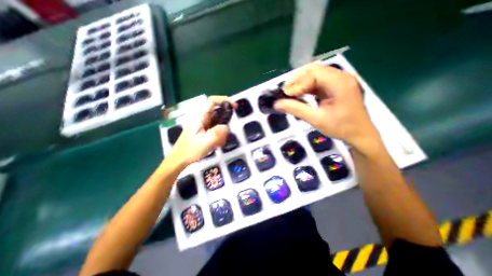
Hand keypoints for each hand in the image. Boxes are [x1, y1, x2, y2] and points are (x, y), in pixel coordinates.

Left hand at [167, 96, 236, 167]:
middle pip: (218, 113)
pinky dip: (219, 136)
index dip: (224, 100)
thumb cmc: (190, 150)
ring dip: (221, 132)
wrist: (179, 159)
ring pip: (218, 122)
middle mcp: (201, 118)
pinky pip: (216, 129)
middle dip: (224, 123)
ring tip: (218, 143)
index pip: (212, 101)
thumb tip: (226, 127)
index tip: (234, 106)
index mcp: (199, 117)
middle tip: (224, 136)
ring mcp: (203, 124)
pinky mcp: (204, 130)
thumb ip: (217, 133)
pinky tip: (215, 145)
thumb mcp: (205, 142)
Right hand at [275, 62, 381, 157]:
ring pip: (315, 73)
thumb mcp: (316, 119)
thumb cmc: (340, 128)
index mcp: (340, 83)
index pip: (314, 75)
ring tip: (290, 93)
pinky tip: (300, 94)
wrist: (360, 134)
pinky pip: (318, 80)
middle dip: (297, 80)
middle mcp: (341, 76)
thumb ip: (296, 109)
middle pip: (314, 70)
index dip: (297, 84)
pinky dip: (307, 86)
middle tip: (285, 93)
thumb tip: (277, 104)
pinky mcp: (337, 84)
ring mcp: (340, 79)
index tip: (285, 95)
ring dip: (301, 82)